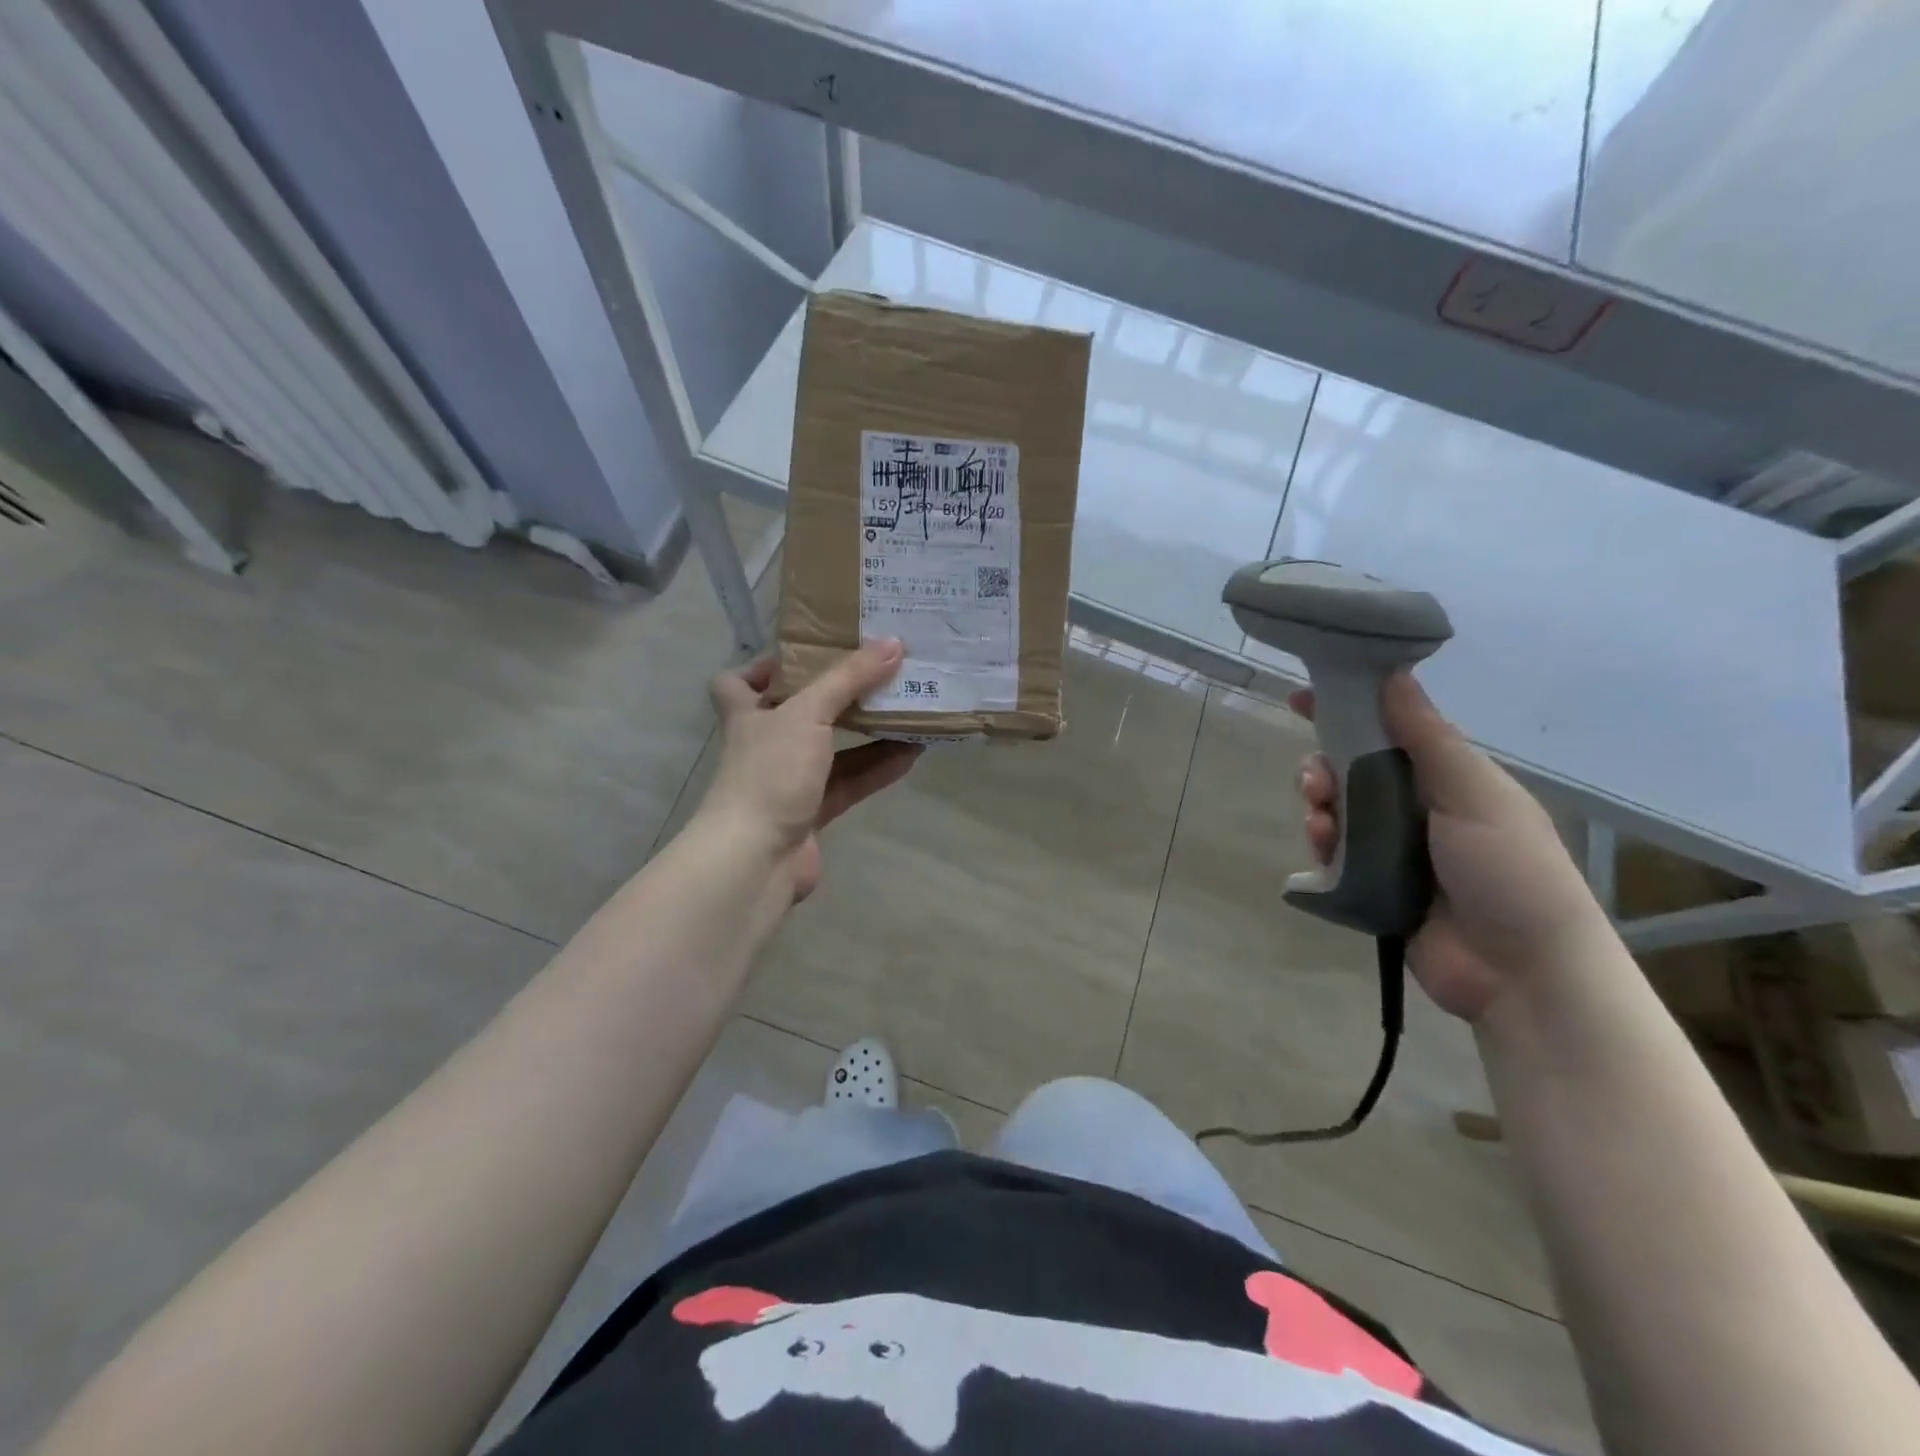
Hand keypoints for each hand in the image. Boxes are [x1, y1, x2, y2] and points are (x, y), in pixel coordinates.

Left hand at [700, 640, 921, 900]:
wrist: (755, 859)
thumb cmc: (770, 772)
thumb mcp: (808, 714)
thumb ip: (849, 678)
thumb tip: (893, 642)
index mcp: (748, 713)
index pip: (736, 682)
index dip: (763, 667)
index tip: (805, 655)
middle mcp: (765, 745)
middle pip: (799, 712)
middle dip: (837, 695)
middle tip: (878, 673)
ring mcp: (788, 781)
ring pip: (832, 749)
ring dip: (868, 731)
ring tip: (908, 707)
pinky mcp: (812, 813)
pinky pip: (850, 782)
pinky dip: (877, 768)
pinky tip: (912, 753)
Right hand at [1294, 673, 1606, 1020]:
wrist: (1522, 972)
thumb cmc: (1510, 870)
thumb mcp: (1475, 793)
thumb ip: (1427, 736)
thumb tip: (1392, 673)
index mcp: (1449, 779)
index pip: (1390, 730)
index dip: (1348, 710)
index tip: (1301, 698)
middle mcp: (1418, 808)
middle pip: (1353, 770)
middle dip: (1325, 767)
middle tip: (1315, 778)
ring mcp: (1393, 849)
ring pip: (1337, 810)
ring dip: (1319, 805)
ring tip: (1319, 819)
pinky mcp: (1372, 886)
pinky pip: (1332, 853)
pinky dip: (1321, 844)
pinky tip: (1321, 847)